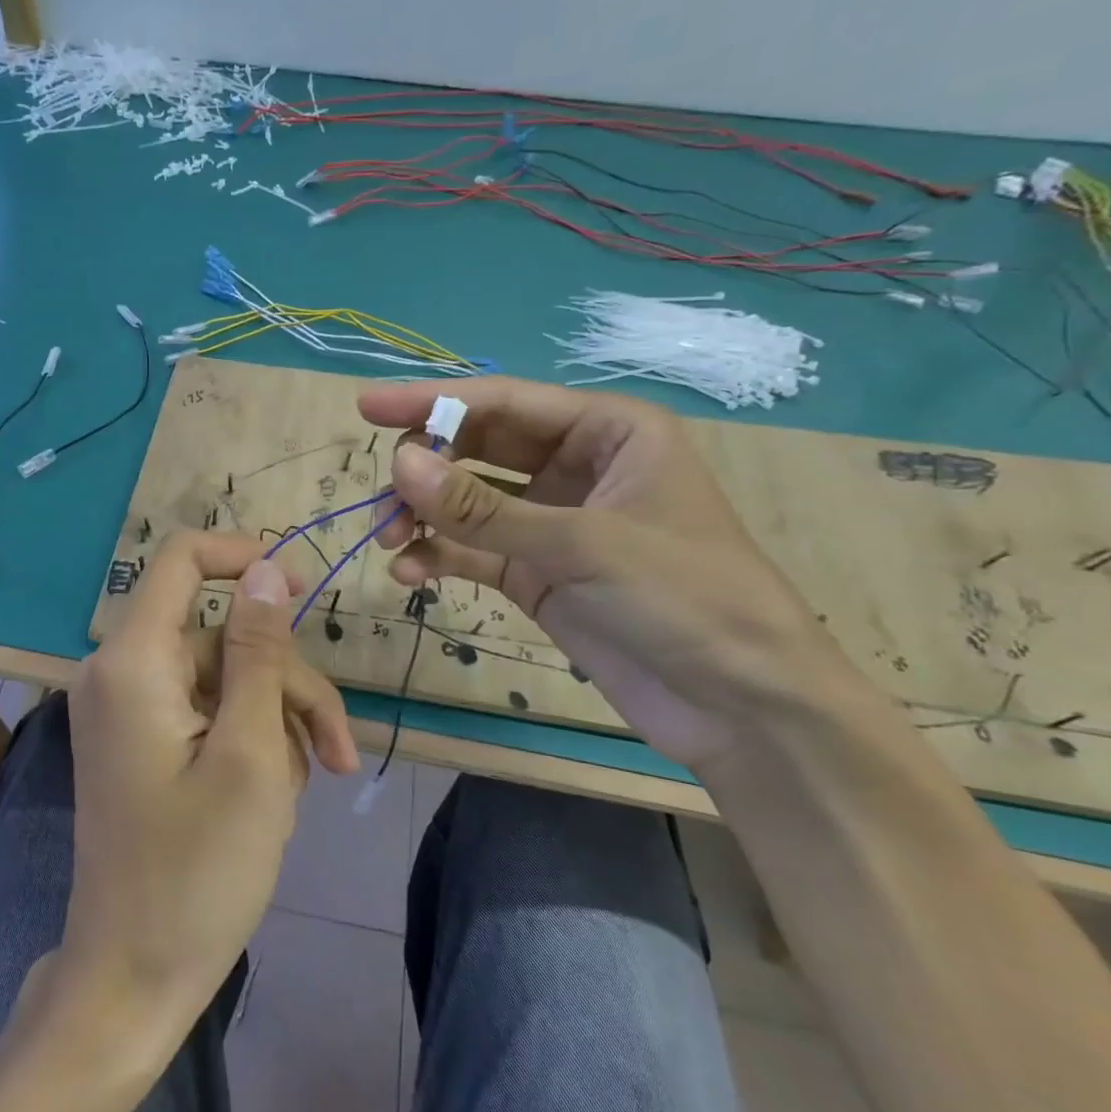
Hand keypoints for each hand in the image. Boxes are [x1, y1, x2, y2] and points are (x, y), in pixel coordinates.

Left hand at [59, 531, 357, 1046]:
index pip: (182, 559)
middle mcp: (121, 671)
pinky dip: (250, 740)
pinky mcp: (143, 741)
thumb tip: (265, 570)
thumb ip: (257, 651)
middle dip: (287, 682)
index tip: (305, 590)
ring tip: (310, 785)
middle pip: (223, 636)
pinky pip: (208, 712)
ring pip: (226, 678)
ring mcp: (130, 709)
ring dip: (278, 720)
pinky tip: (276, 793)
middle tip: (339, 751)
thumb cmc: (197, 872)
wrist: (132, 981)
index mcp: (133, 660)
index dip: (246, 557)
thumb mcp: (250, 753)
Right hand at [359, 377, 868, 771]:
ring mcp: (552, 523)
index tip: (366, 406)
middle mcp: (575, 467)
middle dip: (425, 469)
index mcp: (606, 432)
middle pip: (477, 447)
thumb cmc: (687, 599)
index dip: (431, 401)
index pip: (503, 402)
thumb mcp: (582, 545)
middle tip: (382, 498)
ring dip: (423, 516)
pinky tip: (410, 574)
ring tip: (389, 541)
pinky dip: (438, 556)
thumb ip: (483, 509)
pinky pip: (472, 550)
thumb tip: (398, 464)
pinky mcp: (536, 573)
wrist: (744, 710)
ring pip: (467, 501)